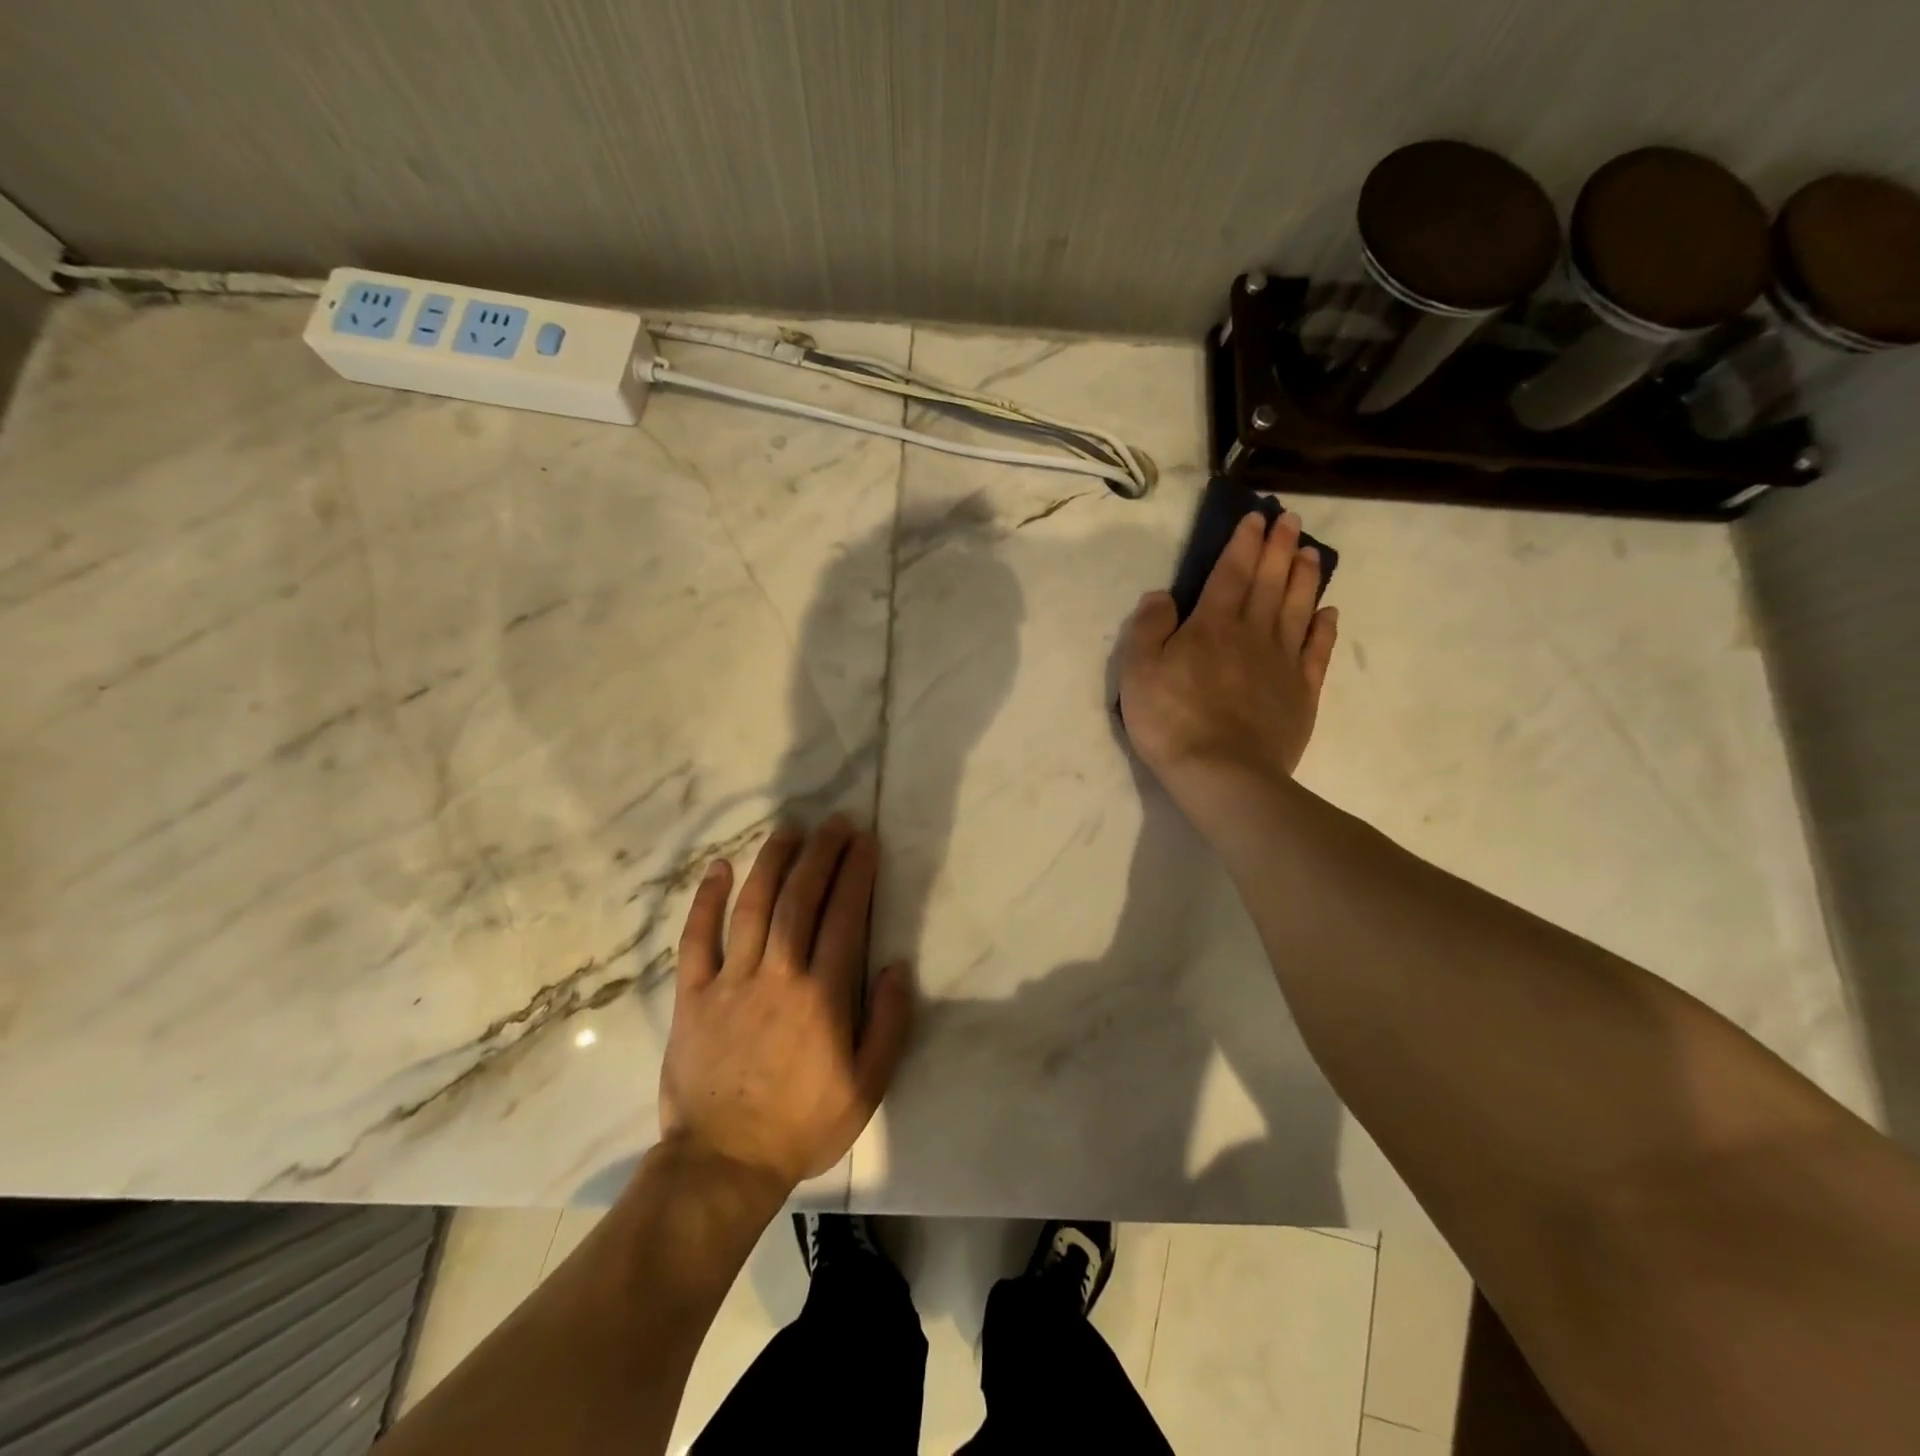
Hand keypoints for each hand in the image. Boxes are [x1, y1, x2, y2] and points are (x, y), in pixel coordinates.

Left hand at [658, 816, 913, 1191]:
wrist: (722, 1164)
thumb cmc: (802, 1126)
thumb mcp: (866, 1087)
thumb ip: (888, 1024)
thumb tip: (897, 966)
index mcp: (823, 995)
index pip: (845, 917)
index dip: (856, 873)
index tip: (865, 841)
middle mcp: (778, 975)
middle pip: (801, 899)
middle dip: (821, 855)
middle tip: (836, 822)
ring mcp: (730, 981)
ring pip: (753, 907)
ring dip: (773, 862)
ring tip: (790, 830)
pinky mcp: (693, 996)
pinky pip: (697, 939)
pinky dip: (707, 901)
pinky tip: (719, 867)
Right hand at [1120, 510, 1337, 811]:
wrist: (1222, 773)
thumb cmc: (1171, 720)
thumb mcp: (1138, 671)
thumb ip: (1149, 627)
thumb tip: (1163, 595)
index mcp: (1212, 625)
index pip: (1231, 572)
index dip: (1244, 543)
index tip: (1257, 518)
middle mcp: (1253, 633)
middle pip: (1270, 582)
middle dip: (1280, 548)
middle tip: (1292, 521)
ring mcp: (1283, 662)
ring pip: (1298, 608)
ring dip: (1306, 577)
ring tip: (1313, 553)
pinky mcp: (1301, 692)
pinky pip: (1316, 651)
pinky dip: (1323, 628)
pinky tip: (1328, 612)